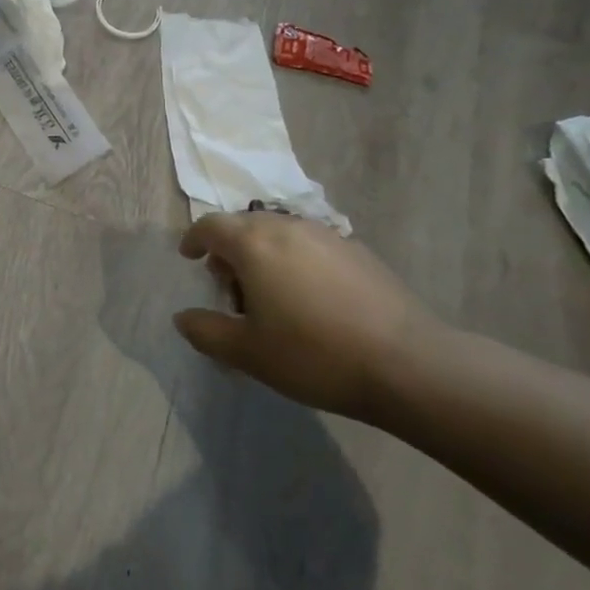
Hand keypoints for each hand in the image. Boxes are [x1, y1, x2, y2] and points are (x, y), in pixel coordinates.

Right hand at [173, 210, 442, 421]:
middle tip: (227, 284)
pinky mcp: (358, 251)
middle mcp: (289, 227)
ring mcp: (328, 235)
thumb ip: (207, 332)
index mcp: (255, 244)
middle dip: (229, 248)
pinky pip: (310, 245)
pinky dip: (295, 260)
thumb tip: (183, 318)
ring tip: (268, 294)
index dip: (194, 239)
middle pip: (246, 225)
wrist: (407, 364)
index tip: (189, 257)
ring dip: (263, 253)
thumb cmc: (313, 355)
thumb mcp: (248, 353)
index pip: (211, 225)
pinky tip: (309, 299)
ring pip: (280, 233)